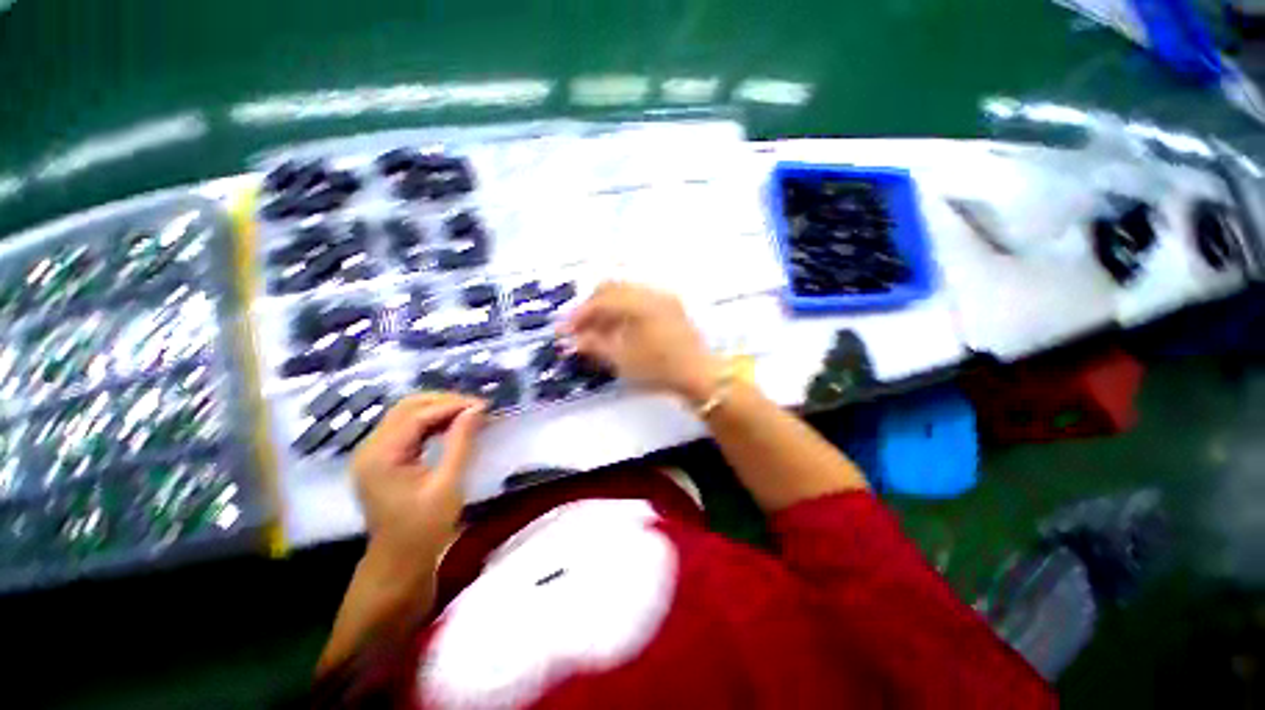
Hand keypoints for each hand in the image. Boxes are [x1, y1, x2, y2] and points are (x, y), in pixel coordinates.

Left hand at [350, 393, 485, 579]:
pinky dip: (423, 427)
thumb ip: (460, 445)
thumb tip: (477, 410)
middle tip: (475, 409)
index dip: (450, 405)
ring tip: (465, 417)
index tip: (483, 406)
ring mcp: (369, 453)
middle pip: (405, 409)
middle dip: (441, 404)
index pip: (416, 414)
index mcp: (381, 454)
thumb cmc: (425, 532)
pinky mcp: (375, 461)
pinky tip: (445, 430)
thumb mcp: (447, 489)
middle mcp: (369, 447)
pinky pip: (399, 433)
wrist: (400, 564)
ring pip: (402, 417)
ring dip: (433, 413)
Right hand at [563, 281, 722, 403]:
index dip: (578, 315)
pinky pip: (640, 301)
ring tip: (595, 333)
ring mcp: (664, 299)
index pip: (599, 300)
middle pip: (612, 289)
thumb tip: (572, 340)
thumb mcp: (622, 359)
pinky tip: (618, 332)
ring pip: (627, 294)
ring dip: (607, 309)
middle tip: (577, 328)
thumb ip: (594, 345)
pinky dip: (624, 312)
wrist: (700, 376)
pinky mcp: (673, 309)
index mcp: (637, 302)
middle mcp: (651, 293)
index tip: (564, 331)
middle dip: (591, 306)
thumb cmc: (659, 368)